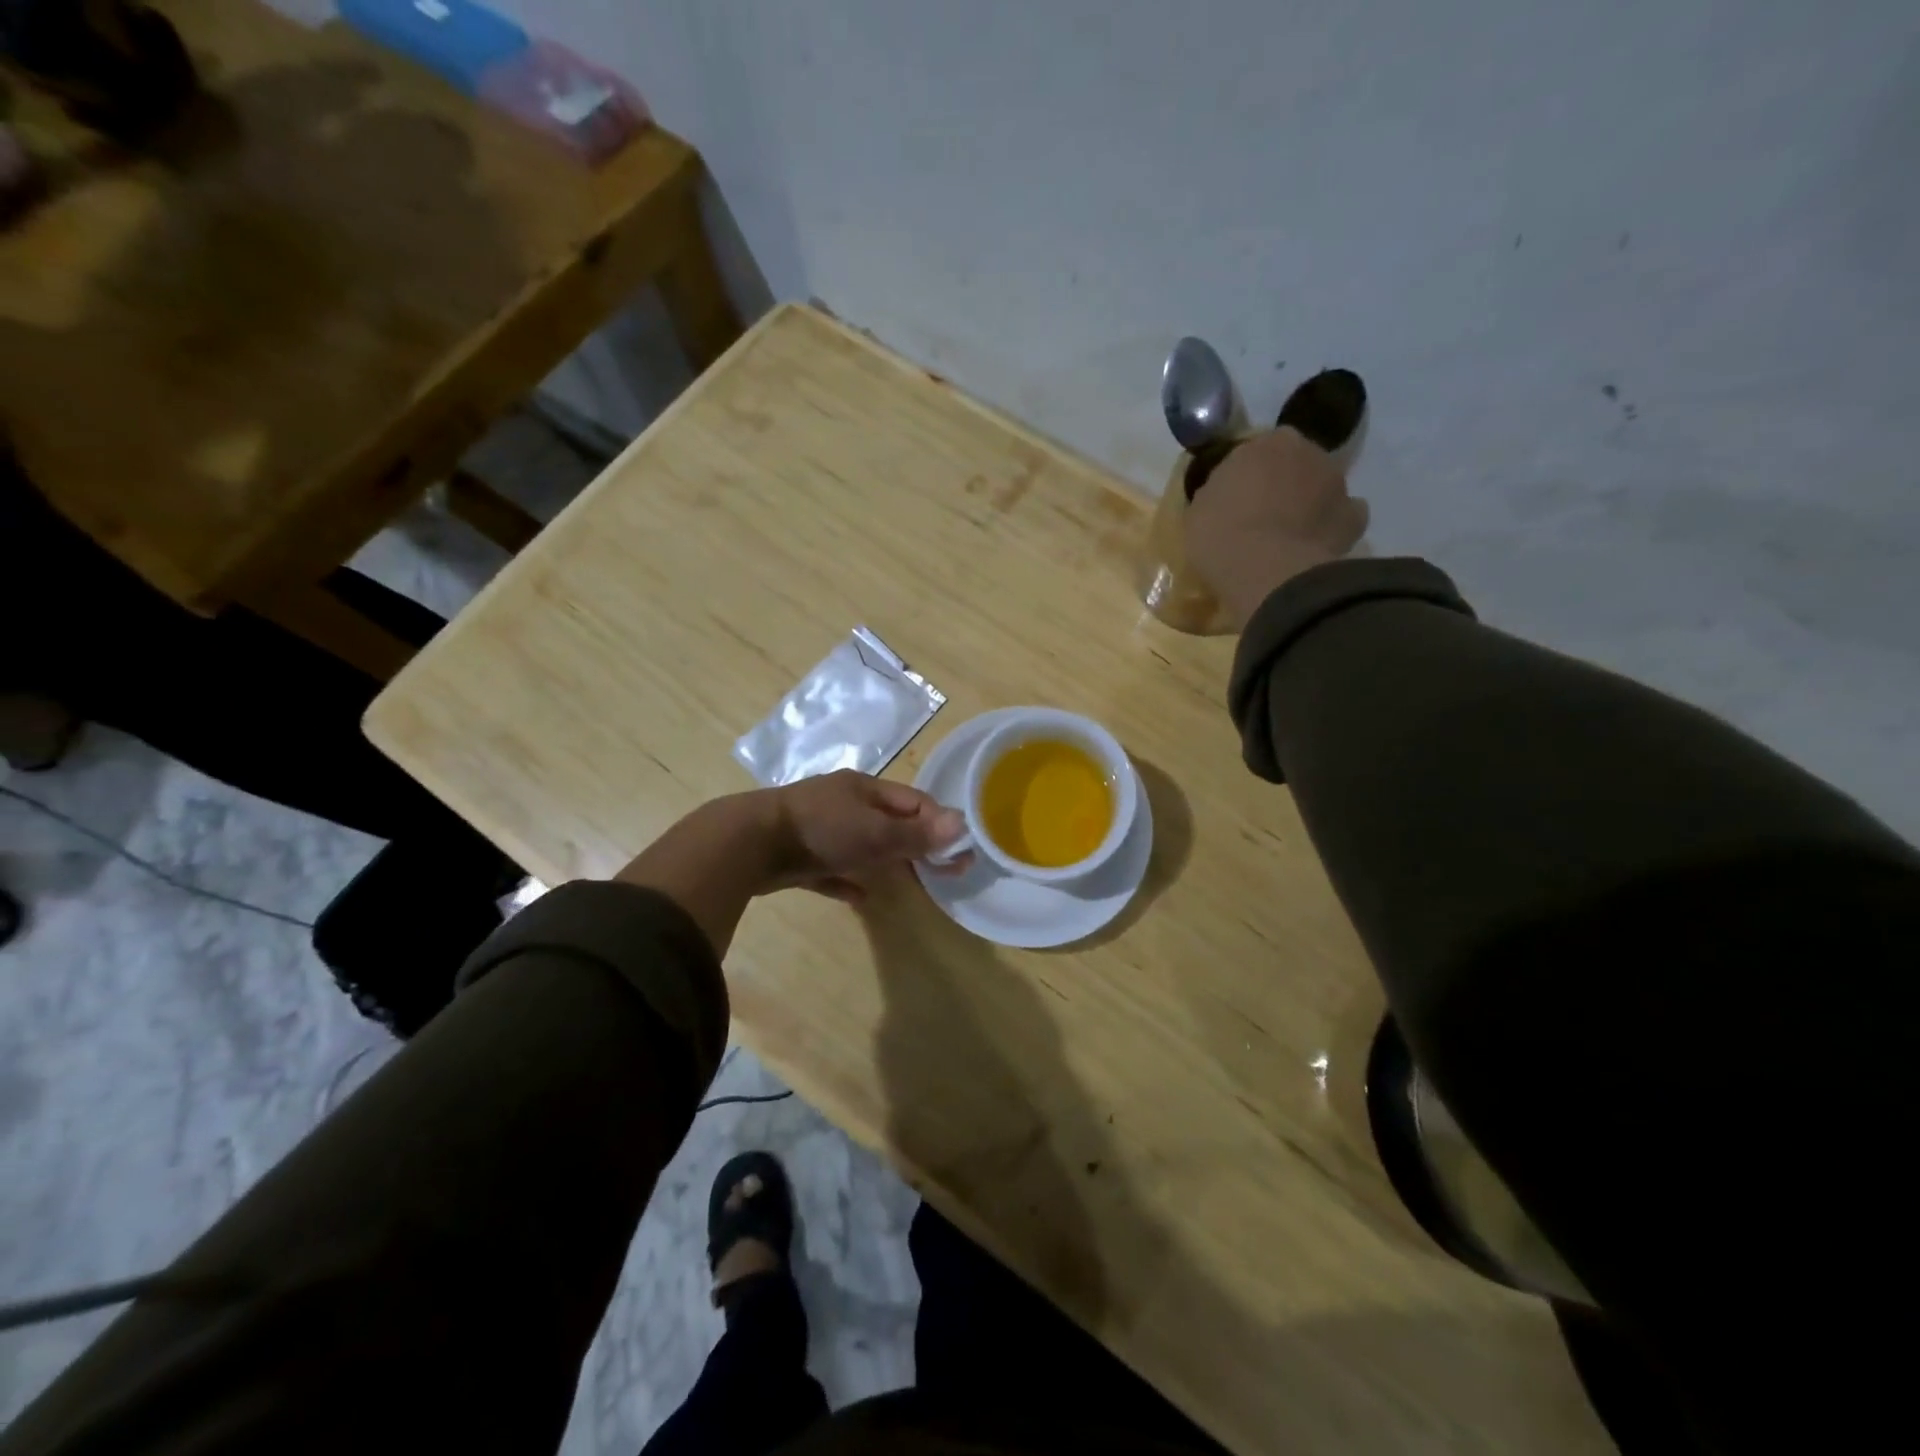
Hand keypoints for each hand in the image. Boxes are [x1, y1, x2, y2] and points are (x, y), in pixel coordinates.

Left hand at [764, 771, 967, 900]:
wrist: (749, 844)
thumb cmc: (820, 830)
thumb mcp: (874, 832)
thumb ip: (916, 833)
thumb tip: (963, 825)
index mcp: (864, 789)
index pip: (913, 802)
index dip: (939, 824)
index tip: (959, 853)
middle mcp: (844, 803)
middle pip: (889, 822)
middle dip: (915, 844)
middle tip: (939, 872)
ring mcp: (819, 828)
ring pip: (861, 844)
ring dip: (884, 861)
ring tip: (908, 883)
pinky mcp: (799, 856)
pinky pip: (831, 869)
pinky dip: (848, 881)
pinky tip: (859, 898)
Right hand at [1184, 427, 1368, 627]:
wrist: (1266, 572)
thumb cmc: (1220, 535)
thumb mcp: (1198, 509)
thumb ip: (1217, 493)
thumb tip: (1226, 496)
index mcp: (1265, 443)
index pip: (1256, 450)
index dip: (1246, 474)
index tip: (1234, 498)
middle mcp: (1307, 450)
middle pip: (1294, 463)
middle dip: (1281, 483)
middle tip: (1260, 516)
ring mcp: (1337, 482)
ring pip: (1320, 487)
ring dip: (1308, 503)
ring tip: (1287, 537)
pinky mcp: (1355, 516)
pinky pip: (1343, 517)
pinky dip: (1332, 528)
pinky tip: (1313, 547)